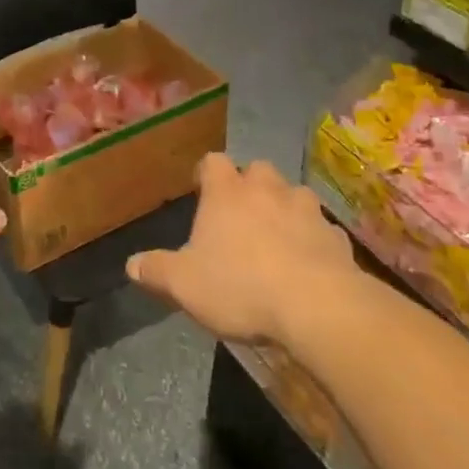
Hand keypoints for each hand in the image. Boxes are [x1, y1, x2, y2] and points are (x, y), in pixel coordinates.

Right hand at [126, 153, 354, 347]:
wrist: (317, 306)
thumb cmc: (240, 286)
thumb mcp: (184, 284)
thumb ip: (157, 270)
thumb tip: (131, 264)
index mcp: (226, 192)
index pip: (212, 162)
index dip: (205, 173)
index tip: (200, 191)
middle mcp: (267, 188)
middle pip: (257, 170)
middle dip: (250, 186)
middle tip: (241, 215)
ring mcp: (307, 209)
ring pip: (294, 195)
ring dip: (285, 209)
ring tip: (278, 238)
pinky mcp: (337, 236)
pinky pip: (321, 229)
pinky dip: (313, 240)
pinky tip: (309, 265)